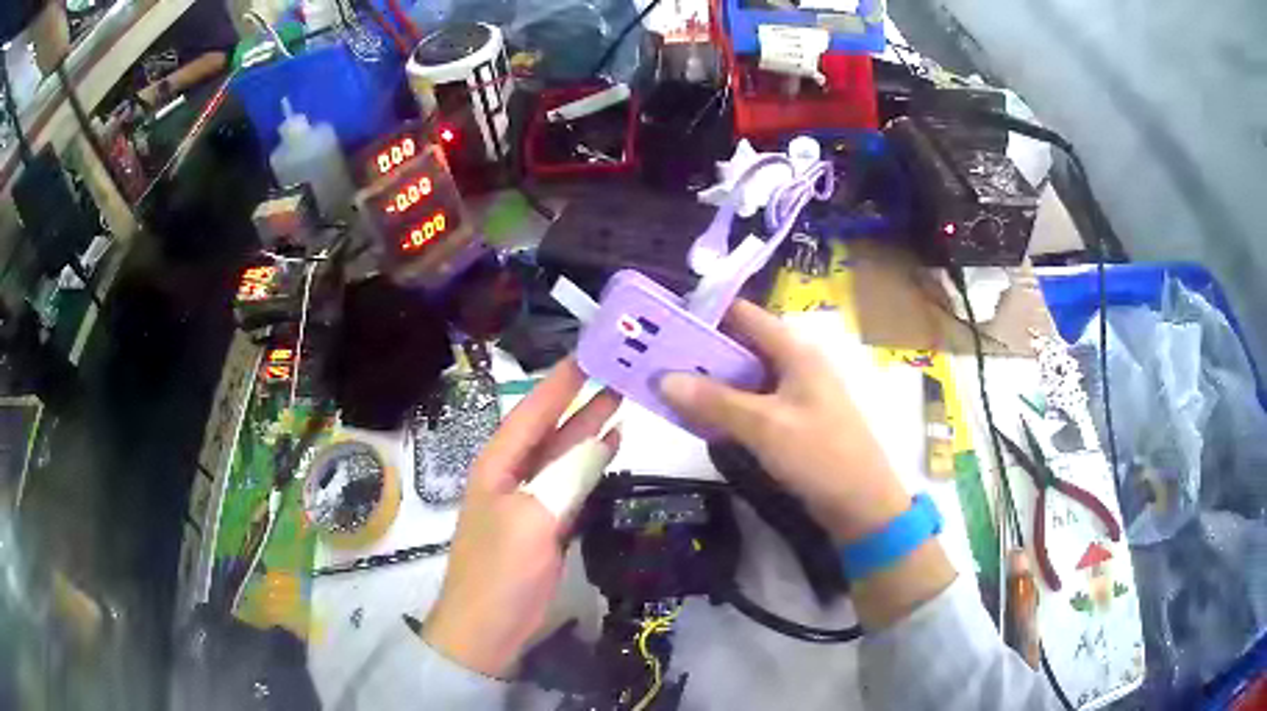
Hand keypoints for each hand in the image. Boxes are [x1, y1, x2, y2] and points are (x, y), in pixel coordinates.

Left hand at [423, 358, 619, 676]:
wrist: (489, 628)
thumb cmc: (501, 570)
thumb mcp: (533, 519)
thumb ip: (566, 476)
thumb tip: (600, 440)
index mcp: (498, 464)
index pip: (532, 411)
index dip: (561, 382)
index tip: (591, 353)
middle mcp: (512, 474)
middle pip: (550, 429)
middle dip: (581, 401)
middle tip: (619, 373)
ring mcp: (530, 500)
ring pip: (563, 455)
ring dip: (589, 430)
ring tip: (622, 403)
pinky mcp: (546, 524)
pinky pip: (572, 485)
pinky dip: (591, 466)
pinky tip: (610, 451)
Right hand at [661, 301, 955, 628]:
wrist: (862, 504)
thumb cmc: (820, 455)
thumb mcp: (765, 426)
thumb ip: (714, 401)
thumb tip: (662, 378)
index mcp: (795, 350)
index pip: (742, 315)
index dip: (703, 314)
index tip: (661, 324)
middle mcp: (794, 363)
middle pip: (739, 346)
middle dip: (698, 353)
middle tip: (654, 362)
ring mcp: (794, 393)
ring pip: (743, 378)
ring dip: (709, 384)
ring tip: (665, 390)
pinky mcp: (792, 420)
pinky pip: (751, 404)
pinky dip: (726, 408)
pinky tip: (698, 420)